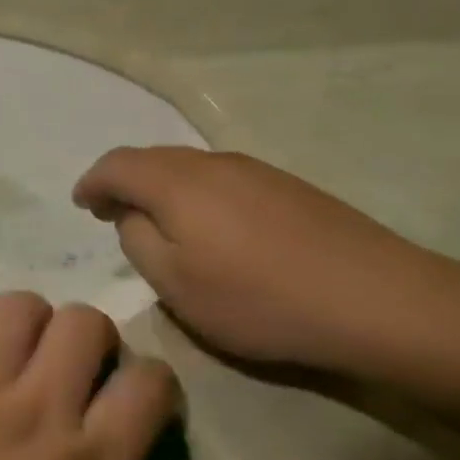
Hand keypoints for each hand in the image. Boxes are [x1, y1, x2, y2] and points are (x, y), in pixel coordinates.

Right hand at [74, 147, 441, 373]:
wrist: (376, 300)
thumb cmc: (259, 299)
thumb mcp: (176, 285)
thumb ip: (137, 242)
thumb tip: (132, 216)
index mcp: (176, 183)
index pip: (117, 165)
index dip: (93, 182)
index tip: (82, 204)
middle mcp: (212, 163)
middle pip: (152, 158)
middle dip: (124, 181)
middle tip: (112, 213)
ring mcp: (255, 171)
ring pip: (189, 167)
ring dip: (161, 187)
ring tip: (157, 222)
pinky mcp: (288, 187)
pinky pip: (221, 179)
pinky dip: (196, 194)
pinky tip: (211, 227)